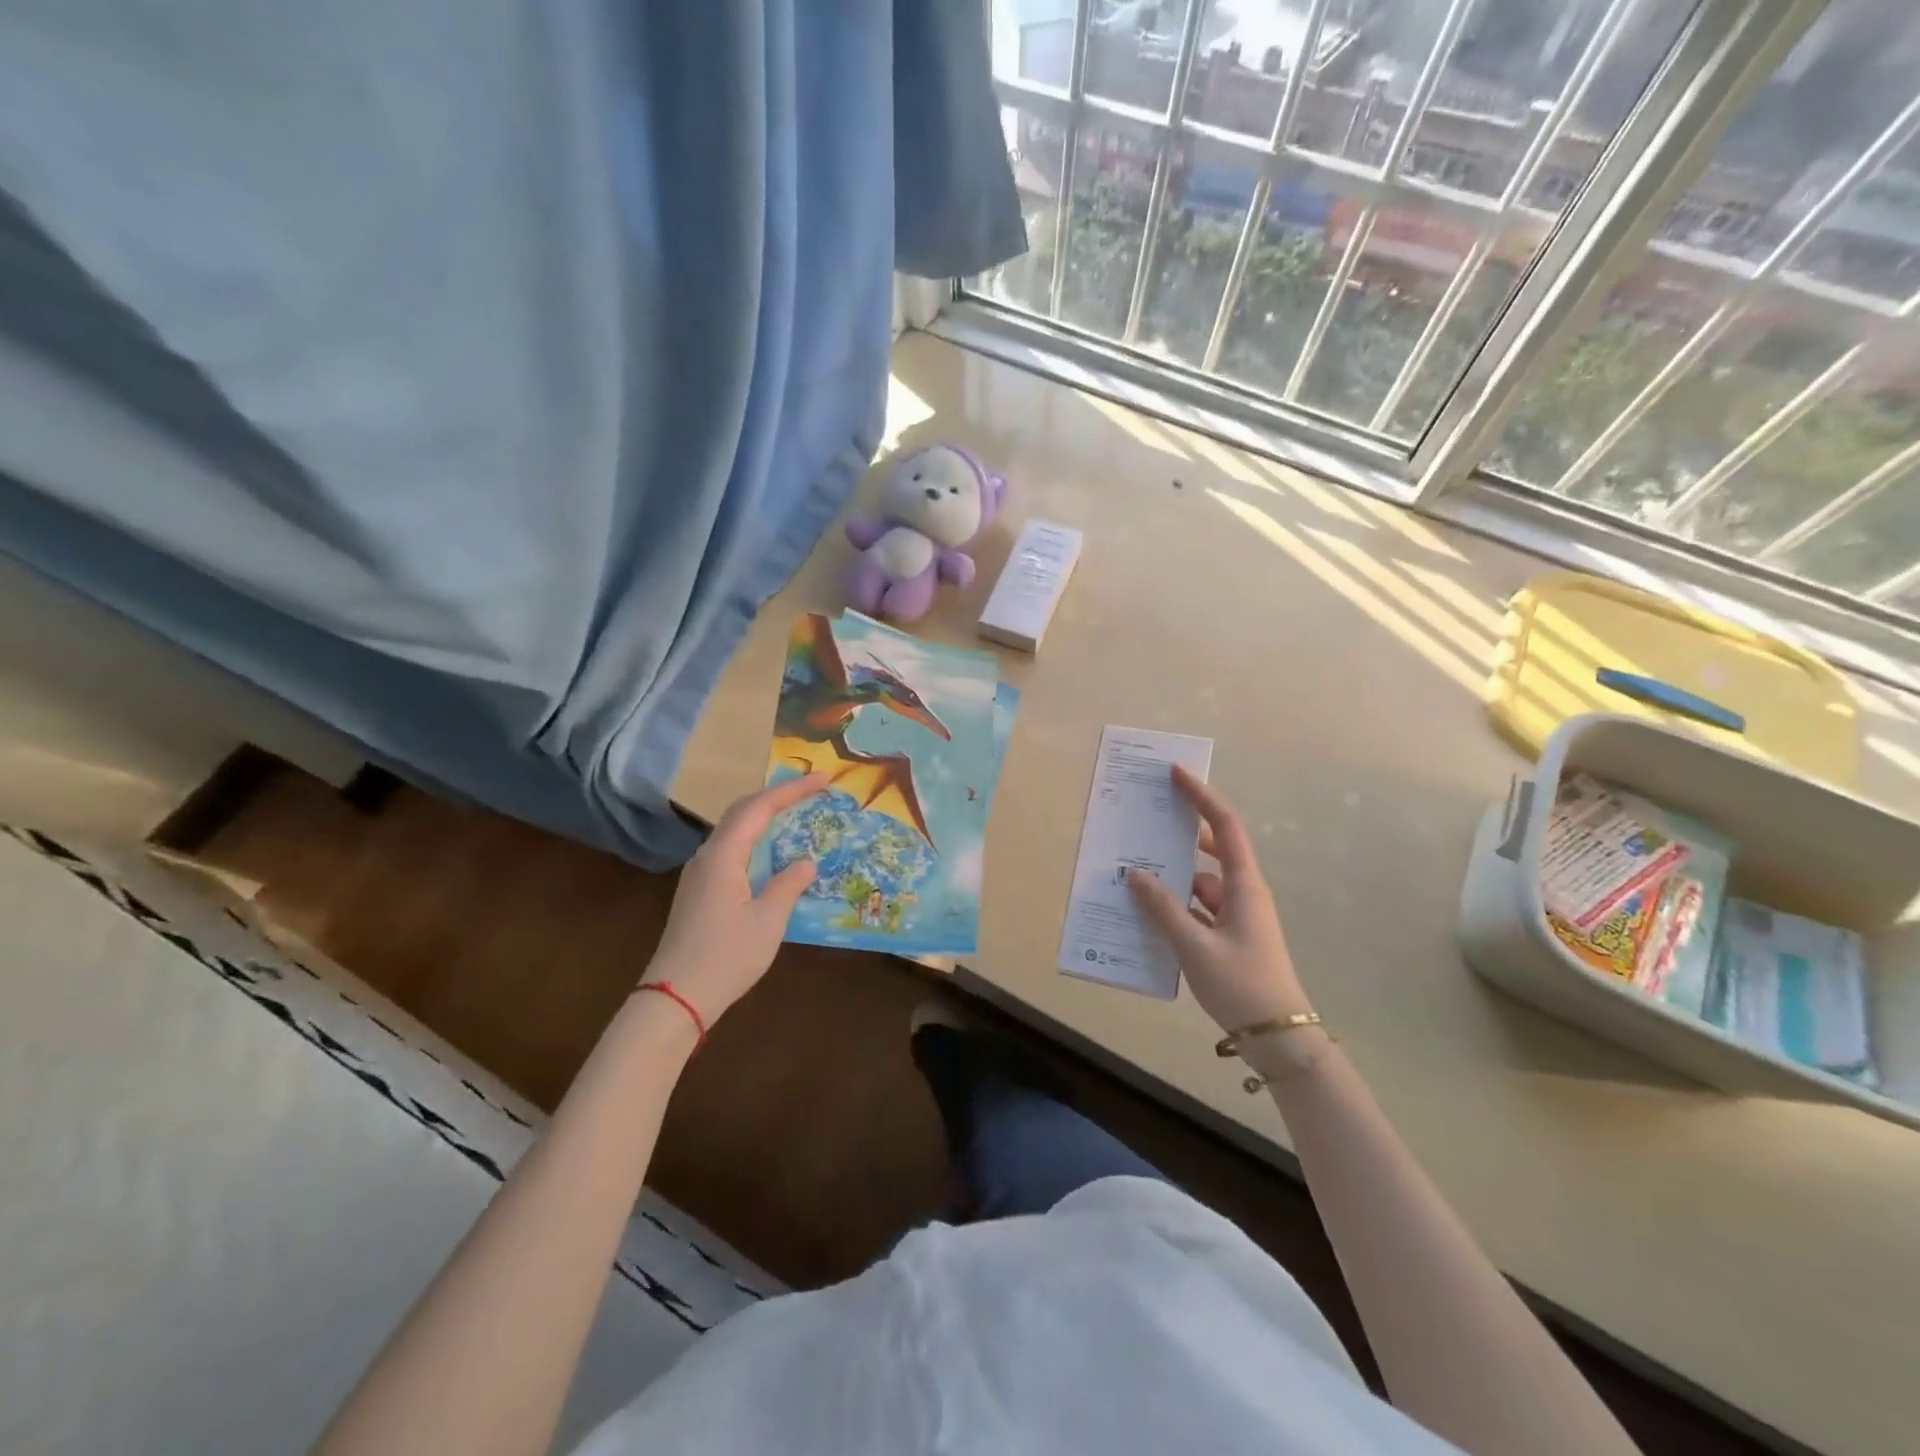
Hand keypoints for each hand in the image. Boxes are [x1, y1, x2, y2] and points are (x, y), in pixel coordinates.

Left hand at [644, 773, 828, 1023]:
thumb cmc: (726, 957)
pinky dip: (755, 839)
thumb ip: (788, 885)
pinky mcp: (699, 891)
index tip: (823, 778)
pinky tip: (771, 853)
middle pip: (742, 811)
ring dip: (764, 816)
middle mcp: (707, 856)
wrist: (675, 998)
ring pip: (734, 830)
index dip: (792, 790)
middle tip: (812, 790)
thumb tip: (805, 862)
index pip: (759, 808)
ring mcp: (699, 874)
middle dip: (777, 796)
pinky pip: (730, 850)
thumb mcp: (768, 921)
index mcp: (723, 856)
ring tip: (796, 813)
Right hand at [1127, 765, 1310, 1033]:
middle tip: (1146, 822)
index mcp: (1244, 886)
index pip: (1225, 826)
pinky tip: (1146, 915)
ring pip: (1199, 885)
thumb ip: (1163, 908)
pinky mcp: (1229, 939)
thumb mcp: (1194, 946)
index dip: (1202, 796)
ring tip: (1132, 874)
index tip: (1177, 774)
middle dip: (1180, 835)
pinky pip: (1196, 911)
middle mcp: (1243, 894)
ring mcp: (1237, 918)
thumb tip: (1135, 874)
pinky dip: (1174, 908)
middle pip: (1211, 850)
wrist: (1279, 1039)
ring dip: (1171, 880)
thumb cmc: (1241, 984)